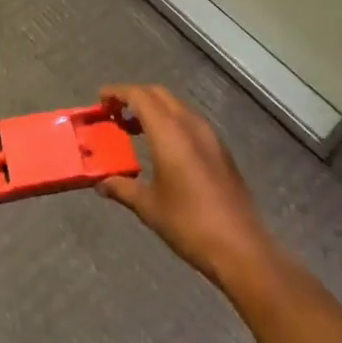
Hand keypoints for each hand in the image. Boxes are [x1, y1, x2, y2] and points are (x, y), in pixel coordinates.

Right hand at [96, 84, 275, 292]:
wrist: (241, 250)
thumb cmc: (189, 224)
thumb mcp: (148, 207)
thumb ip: (122, 188)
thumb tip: (101, 183)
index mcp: (169, 133)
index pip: (139, 96)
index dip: (117, 92)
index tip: (100, 100)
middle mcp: (191, 126)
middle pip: (158, 95)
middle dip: (134, 97)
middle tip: (114, 113)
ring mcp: (210, 137)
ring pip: (176, 107)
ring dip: (153, 110)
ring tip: (133, 130)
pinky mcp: (221, 151)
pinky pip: (190, 123)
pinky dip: (170, 123)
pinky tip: (161, 149)